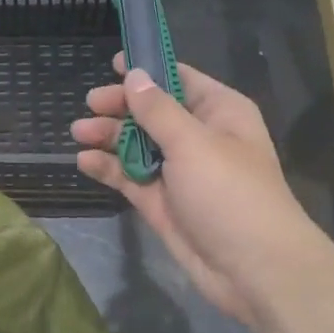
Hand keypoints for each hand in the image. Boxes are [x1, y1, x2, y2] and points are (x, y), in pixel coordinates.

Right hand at [72, 56, 322, 327]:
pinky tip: (84, 161)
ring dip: (109, 136)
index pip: (179, 79)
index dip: (147, 70)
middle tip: (90, 105)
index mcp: (218, 112)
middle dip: (121, 107)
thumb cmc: (230, 192)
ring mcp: (179, 172)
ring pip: (138, 145)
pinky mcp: (163, 203)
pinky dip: (109, 168)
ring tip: (78, 132)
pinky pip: (131, 177)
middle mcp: (198, 137)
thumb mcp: (193, 142)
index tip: (113, 62)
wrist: (254, 270)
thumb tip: (134, 75)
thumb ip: (157, 110)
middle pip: (152, 112)